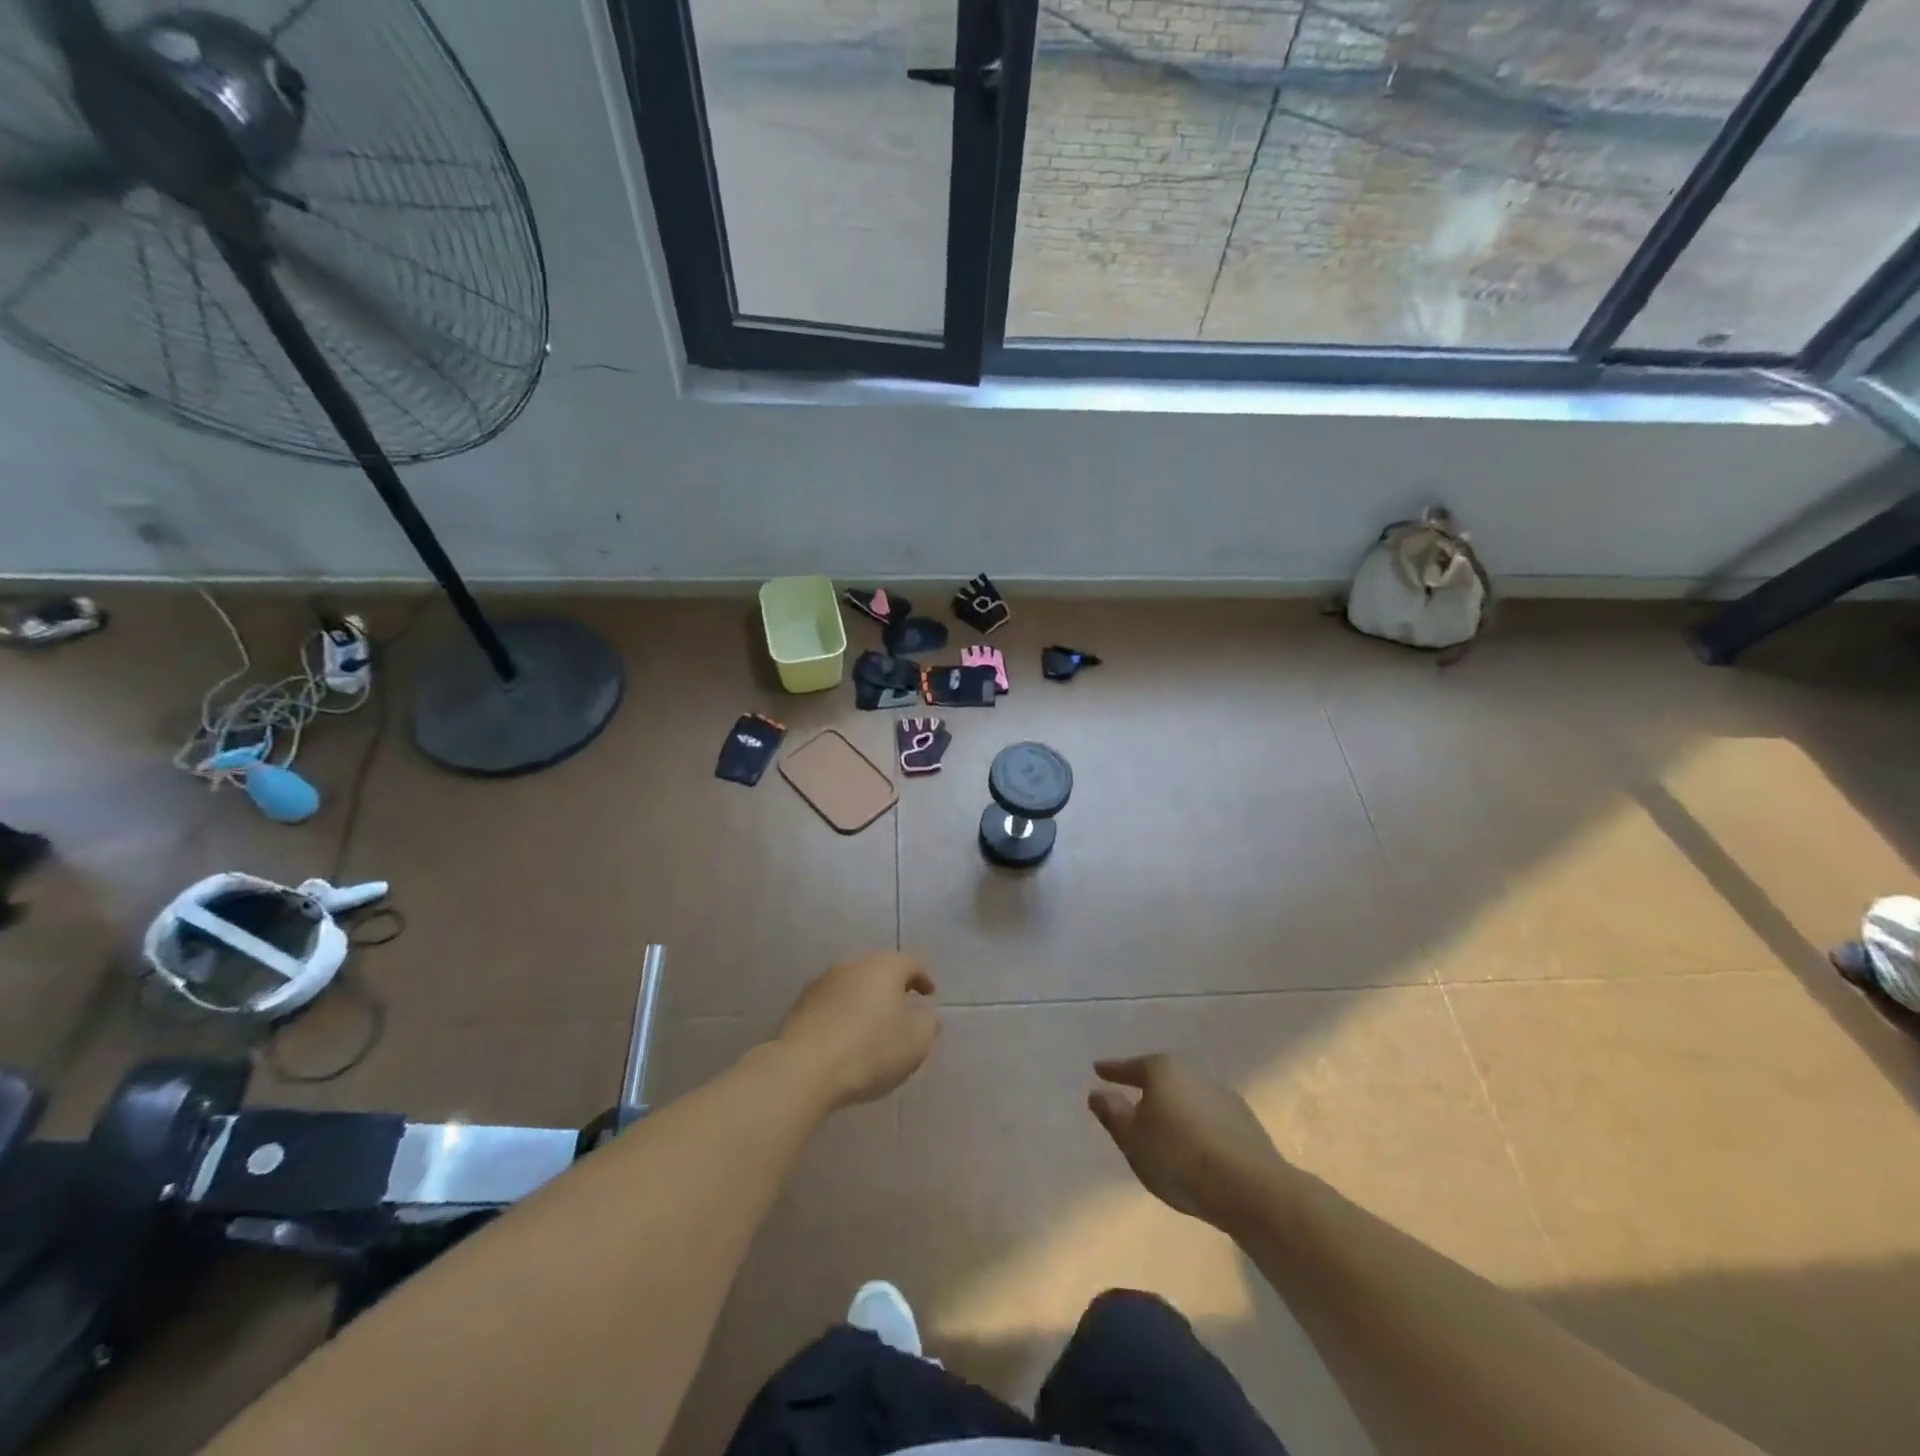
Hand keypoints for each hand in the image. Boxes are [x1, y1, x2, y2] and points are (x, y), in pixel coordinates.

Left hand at [775, 952, 939, 1109]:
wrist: (804, 1068)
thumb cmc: (870, 1049)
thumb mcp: (916, 1041)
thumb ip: (928, 1023)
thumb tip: (925, 1015)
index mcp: (885, 966)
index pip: (912, 963)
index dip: (923, 979)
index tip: (929, 997)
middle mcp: (853, 964)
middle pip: (880, 970)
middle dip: (893, 988)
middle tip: (902, 1010)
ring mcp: (823, 982)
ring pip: (853, 986)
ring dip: (865, 1001)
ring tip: (872, 1027)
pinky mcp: (800, 1005)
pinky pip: (832, 1005)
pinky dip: (843, 1015)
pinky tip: (844, 1038)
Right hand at [1088, 1055, 1287, 1231]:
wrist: (1249, 1188)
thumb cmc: (1178, 1157)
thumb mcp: (1132, 1138)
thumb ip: (1112, 1113)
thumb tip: (1097, 1093)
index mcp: (1163, 1070)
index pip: (1131, 1067)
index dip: (1113, 1071)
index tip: (1098, 1069)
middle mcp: (1193, 1074)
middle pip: (1162, 1078)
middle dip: (1147, 1088)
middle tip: (1130, 1099)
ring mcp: (1223, 1096)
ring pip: (1187, 1098)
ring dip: (1174, 1109)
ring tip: (1162, 1128)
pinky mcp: (1245, 1123)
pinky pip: (1208, 1118)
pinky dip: (1196, 1126)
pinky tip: (1194, 1145)